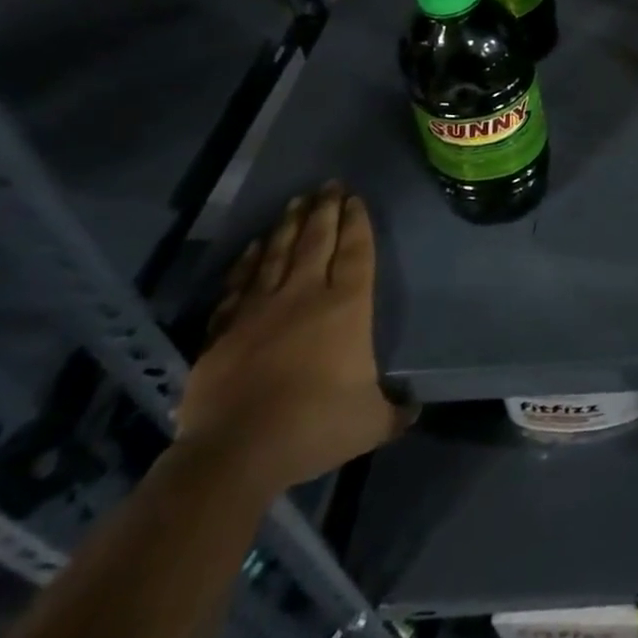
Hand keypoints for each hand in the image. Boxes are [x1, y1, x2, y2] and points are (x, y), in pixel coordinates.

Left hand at [177, 183, 408, 493]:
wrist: (234, 453)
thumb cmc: (314, 427)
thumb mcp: (369, 423)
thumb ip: (394, 412)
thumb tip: (414, 410)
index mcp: (346, 307)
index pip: (356, 252)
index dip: (357, 222)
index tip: (355, 198)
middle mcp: (305, 295)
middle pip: (317, 241)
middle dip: (325, 210)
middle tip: (328, 185)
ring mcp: (260, 309)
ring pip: (277, 254)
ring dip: (288, 225)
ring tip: (296, 201)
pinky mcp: (224, 330)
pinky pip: (239, 285)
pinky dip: (248, 262)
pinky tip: (254, 247)